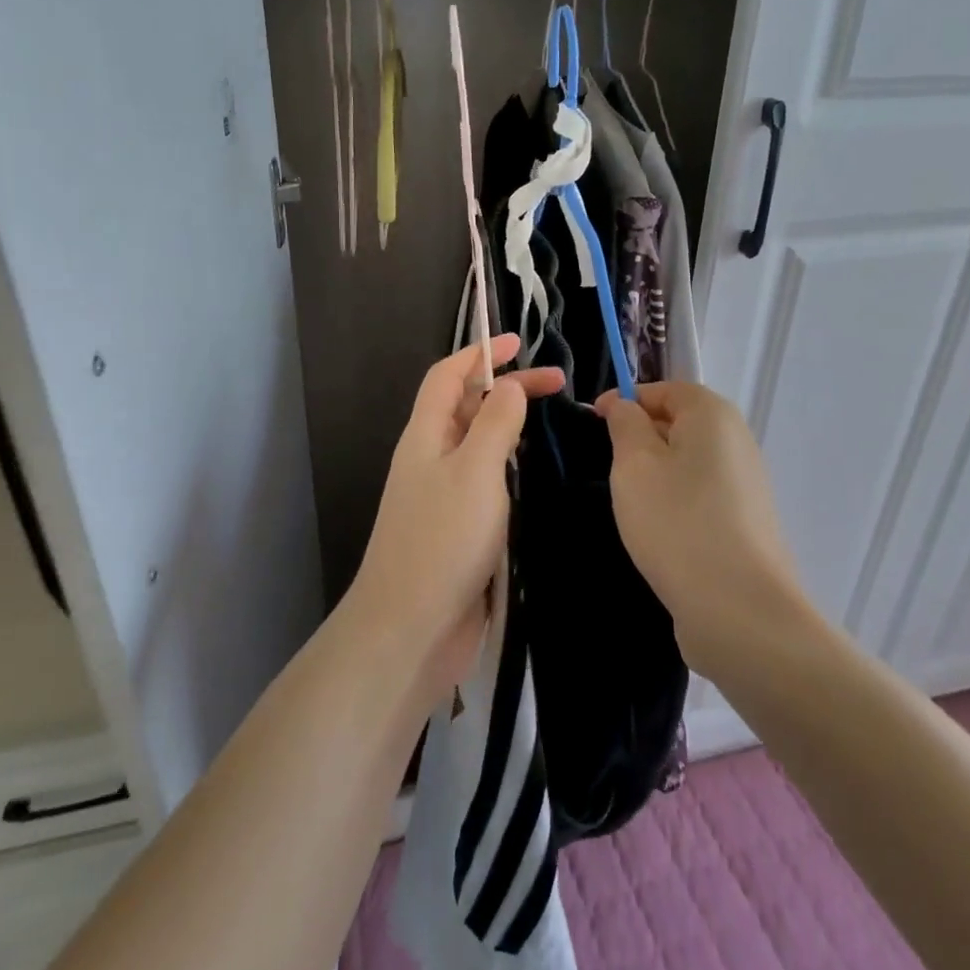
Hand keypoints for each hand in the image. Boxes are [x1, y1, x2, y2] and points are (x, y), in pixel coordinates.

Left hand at [350, 335, 563, 697]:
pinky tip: (533, 476)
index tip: (519, 341)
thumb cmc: (443, 540)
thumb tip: (508, 386)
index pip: (448, 376)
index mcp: (425, 436)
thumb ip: (494, 422)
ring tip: (551, 424)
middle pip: (465, 407)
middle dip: (506, 388)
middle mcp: (430, 459)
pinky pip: (484, 482)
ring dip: (508, 427)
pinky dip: (508, 467)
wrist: (411, 628)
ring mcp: (442, 496)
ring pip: (475, 445)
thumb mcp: (475, 470)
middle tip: (559, 386)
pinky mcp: (457, 530)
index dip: (480, 353)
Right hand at [596, 381, 813, 672]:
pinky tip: (658, 530)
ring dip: (655, 473)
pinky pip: (700, 494)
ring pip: (688, 461)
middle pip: (679, 423)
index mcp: (713, 415)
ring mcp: (746, 484)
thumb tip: (624, 405)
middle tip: (606, 466)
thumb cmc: (676, 523)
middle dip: (640, 437)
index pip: (664, 388)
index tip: (592, 423)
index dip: (625, 400)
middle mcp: (737, 441)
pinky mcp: (745, 522)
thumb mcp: (634, 465)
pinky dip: (674, 501)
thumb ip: (625, 424)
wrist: (739, 609)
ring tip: (629, 502)